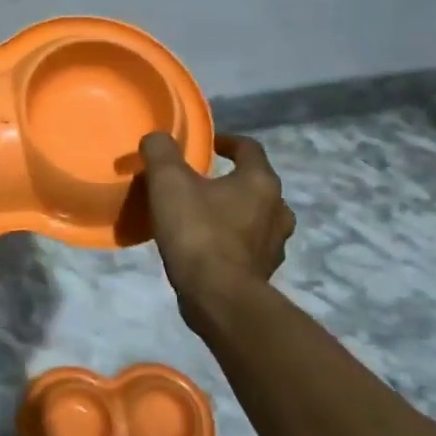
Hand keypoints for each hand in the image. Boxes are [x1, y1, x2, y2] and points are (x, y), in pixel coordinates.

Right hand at [139, 132, 294, 301]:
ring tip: (204, 216)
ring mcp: (274, 244)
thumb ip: (161, 152)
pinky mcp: (263, 272)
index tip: (207, 145)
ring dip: (234, 212)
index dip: (227, 141)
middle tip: (200, 183)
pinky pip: (248, 246)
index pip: (249, 148)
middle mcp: (277, 209)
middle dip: (231, 180)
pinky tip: (206, 248)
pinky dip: (231, 241)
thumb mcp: (168, 182)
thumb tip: (157, 138)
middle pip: (256, 184)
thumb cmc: (198, 232)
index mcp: (260, 181)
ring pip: (256, 217)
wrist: (219, 297)